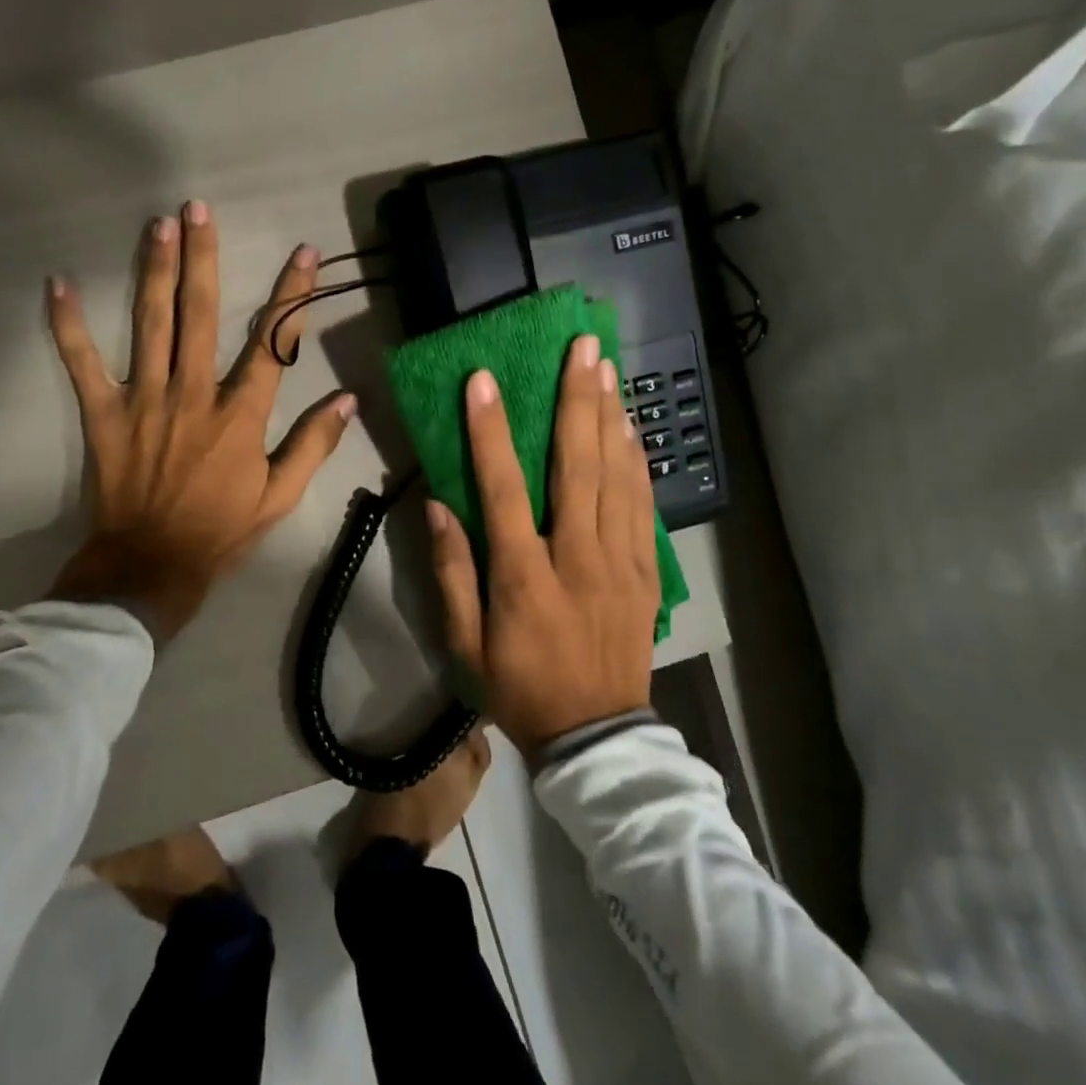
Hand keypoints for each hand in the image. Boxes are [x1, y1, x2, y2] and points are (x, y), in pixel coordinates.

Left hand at [46, 202, 355, 640]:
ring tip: (157, 224)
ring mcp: (145, 400)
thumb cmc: (221, 531)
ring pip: (151, 325)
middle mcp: (194, 395)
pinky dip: (68, 325)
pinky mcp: (105, 414)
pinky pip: (83, 364)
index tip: (304, 253)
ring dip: (154, 271)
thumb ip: (314, 445)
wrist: (151, 567)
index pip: (273, 343)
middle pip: (201, 315)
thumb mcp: (281, 496)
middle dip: (203, 258)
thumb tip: (348, 400)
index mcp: (240, 415)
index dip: (291, 295)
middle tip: (198, 208)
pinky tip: (58, 284)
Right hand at [430, 337, 659, 754]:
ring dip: (611, 417)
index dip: (490, 432)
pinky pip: (643, 504)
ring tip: (607, 369)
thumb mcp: (466, 644)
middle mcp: (578, 557)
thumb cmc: (520, 688)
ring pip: (618, 476)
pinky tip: (630, 427)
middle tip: (582, 347)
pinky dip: (636, 460)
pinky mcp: (646, 571)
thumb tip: (439, 505)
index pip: (504, 491)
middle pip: (577, 466)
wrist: (597, 737)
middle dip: (577, 400)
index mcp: (525, 576)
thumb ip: (451, 572)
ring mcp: (620, 562)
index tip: (484, 381)